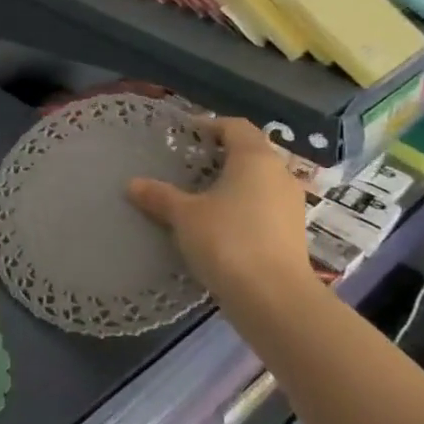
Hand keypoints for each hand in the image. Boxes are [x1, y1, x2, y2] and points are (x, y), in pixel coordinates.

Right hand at [127, 117, 315, 300]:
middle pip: (250, 153)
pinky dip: (240, 207)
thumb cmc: (227, 240)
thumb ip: (159, 196)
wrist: (273, 297)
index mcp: (255, 159)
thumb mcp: (183, 215)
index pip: (236, 127)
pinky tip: (216, 224)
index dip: (210, 125)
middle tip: (185, 165)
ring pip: (257, 182)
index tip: (184, 135)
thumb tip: (132, 184)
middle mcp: (279, 175)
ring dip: (230, 183)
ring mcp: (290, 205)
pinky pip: (262, 207)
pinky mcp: (291, 233)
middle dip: (219, 156)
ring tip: (197, 196)